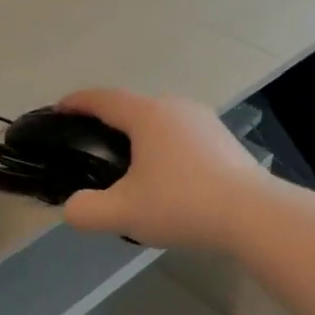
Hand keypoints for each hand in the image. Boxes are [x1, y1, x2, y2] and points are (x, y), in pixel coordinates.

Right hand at [57, 89, 269, 251]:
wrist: (254, 215)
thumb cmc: (182, 204)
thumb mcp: (123, 213)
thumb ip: (86, 211)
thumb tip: (73, 208)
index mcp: (148, 115)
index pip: (103, 99)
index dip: (77, 102)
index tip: (59, 109)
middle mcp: (176, 108)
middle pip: (133, 108)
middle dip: (109, 121)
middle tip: (92, 145)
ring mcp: (205, 122)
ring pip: (161, 122)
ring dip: (140, 137)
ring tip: (129, 165)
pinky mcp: (225, 141)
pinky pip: (183, 138)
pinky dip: (165, 149)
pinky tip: (167, 179)